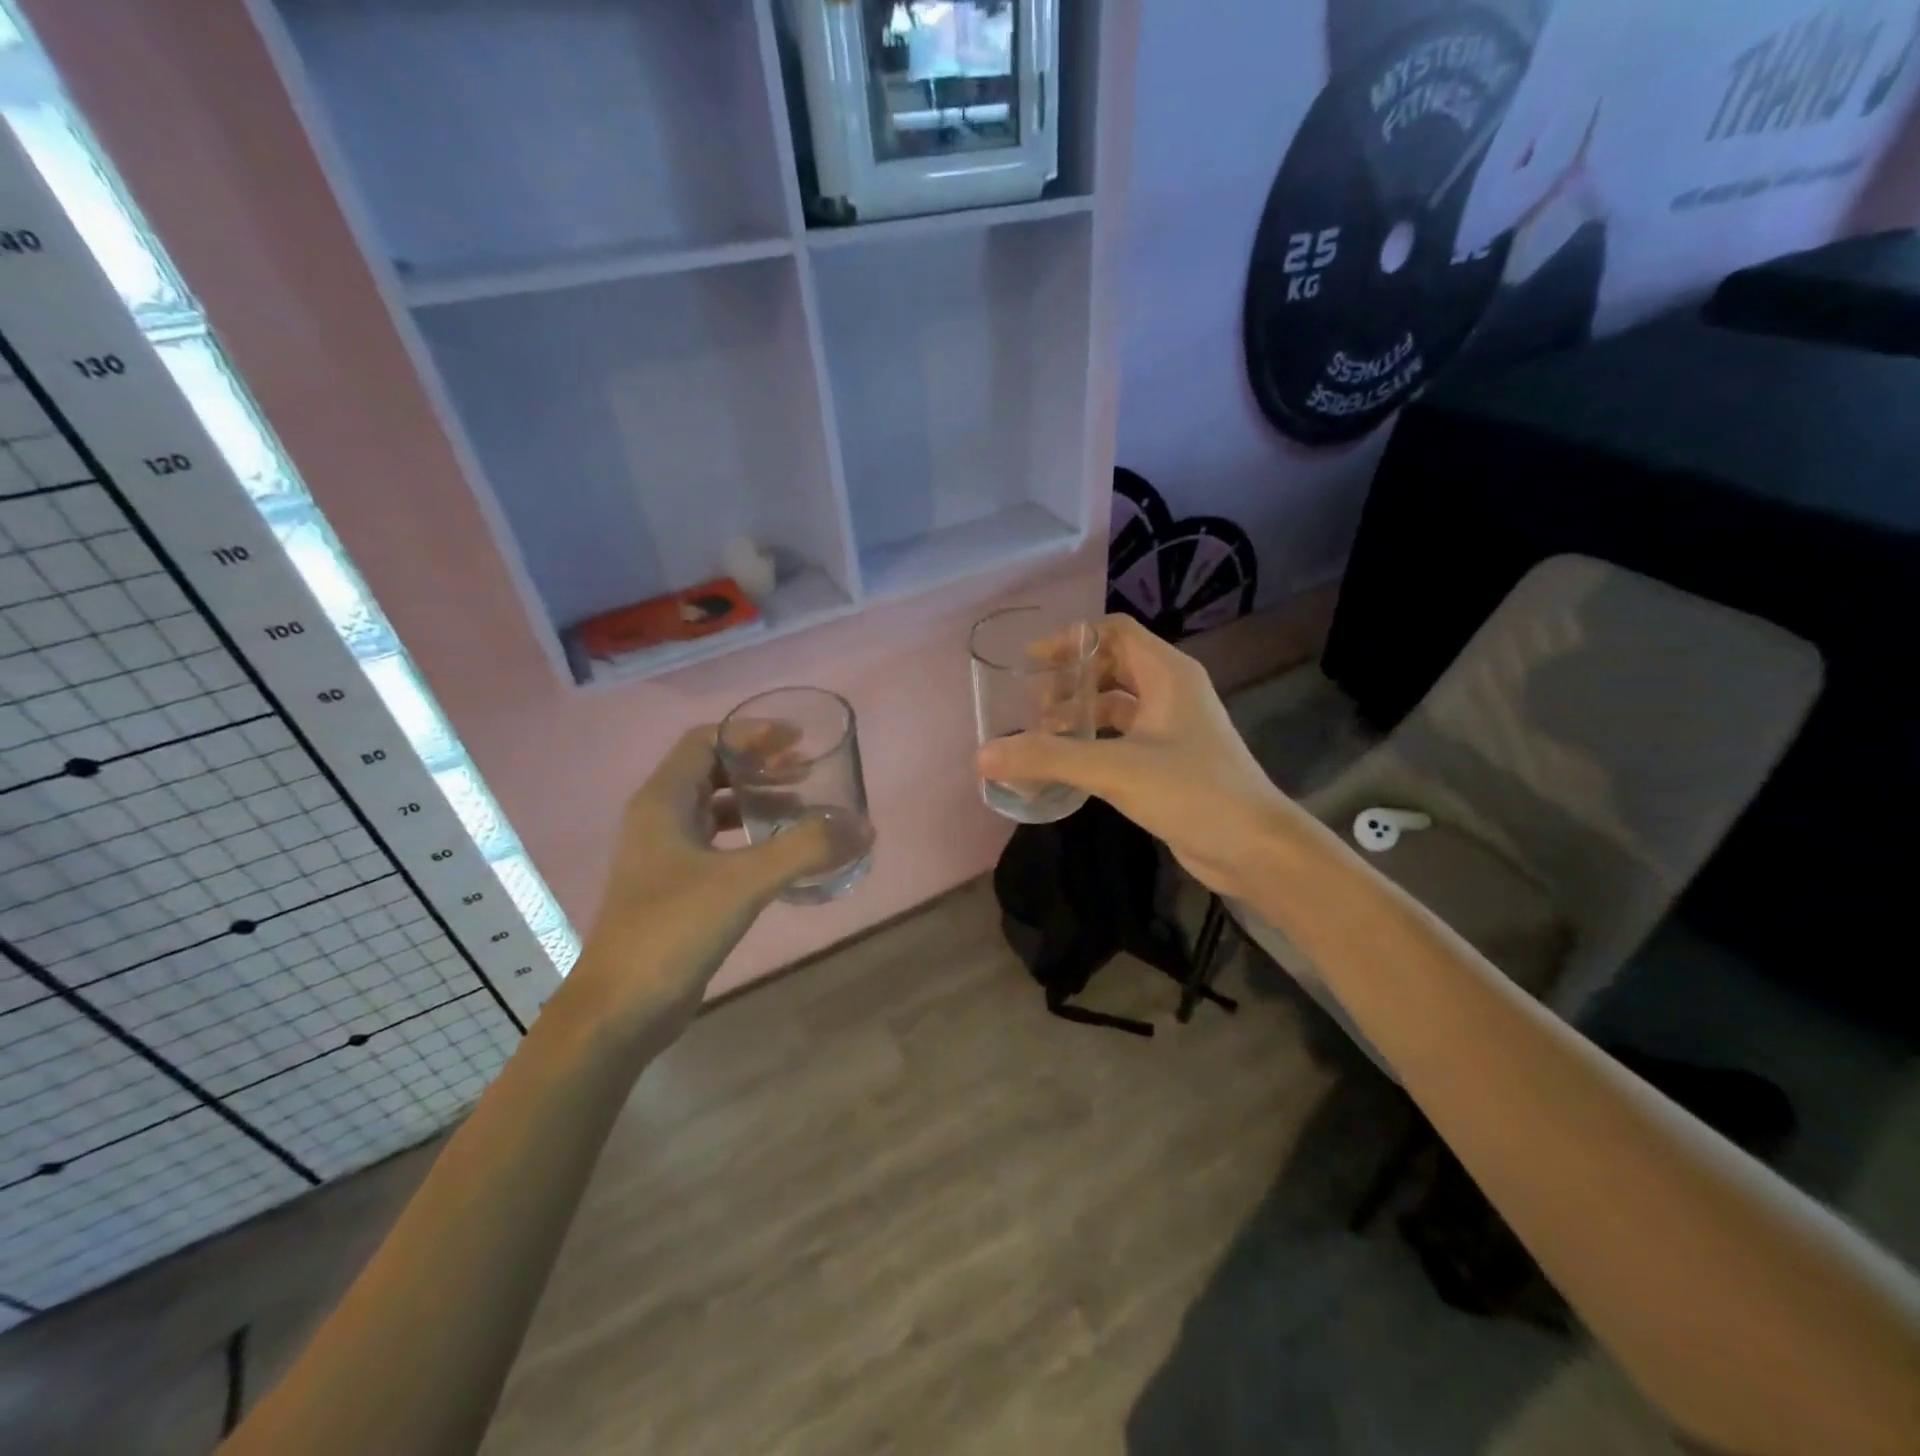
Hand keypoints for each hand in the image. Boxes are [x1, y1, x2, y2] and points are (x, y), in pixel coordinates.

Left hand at [559, 727, 835, 1048]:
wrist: (620, 1009)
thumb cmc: (672, 929)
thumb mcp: (744, 882)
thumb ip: (805, 850)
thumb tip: (863, 828)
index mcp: (662, 802)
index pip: (705, 741)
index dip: (751, 734)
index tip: (796, 740)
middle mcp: (660, 819)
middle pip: (712, 771)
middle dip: (761, 766)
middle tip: (808, 771)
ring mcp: (666, 856)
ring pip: (716, 809)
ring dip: (758, 801)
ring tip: (804, 808)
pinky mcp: (677, 888)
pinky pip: (719, 844)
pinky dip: (751, 838)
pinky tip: (782, 855)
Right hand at [976, 614, 1293, 899]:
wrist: (1254, 848)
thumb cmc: (1193, 791)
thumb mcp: (1115, 769)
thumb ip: (1049, 759)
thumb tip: (983, 755)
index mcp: (1168, 673)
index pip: (1114, 631)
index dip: (1072, 639)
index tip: (1033, 662)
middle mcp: (1172, 692)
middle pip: (1112, 666)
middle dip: (1070, 681)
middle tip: (1032, 706)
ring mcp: (1172, 728)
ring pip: (1116, 705)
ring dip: (1079, 714)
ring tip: (1041, 736)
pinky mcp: (1169, 761)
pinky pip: (1122, 738)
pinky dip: (1093, 743)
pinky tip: (1067, 765)